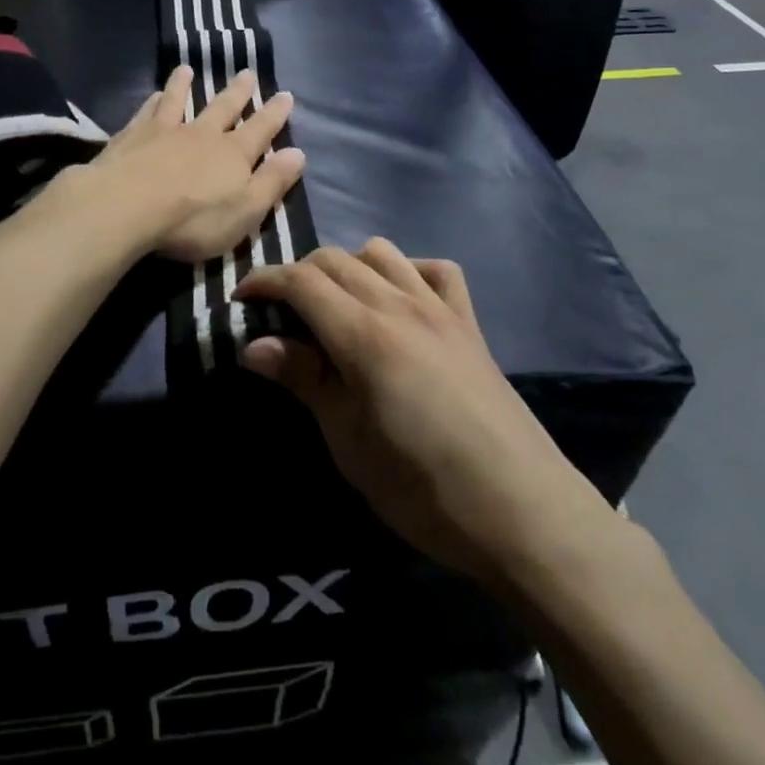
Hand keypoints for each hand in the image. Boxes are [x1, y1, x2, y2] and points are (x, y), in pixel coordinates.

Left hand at [85, 65, 305, 263]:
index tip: (285, 95)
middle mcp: (202, 134)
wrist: (126, 206)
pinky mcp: (132, 136)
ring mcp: (165, 131)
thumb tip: (298, 153)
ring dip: (185, 85)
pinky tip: (153, 94)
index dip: (275, 114)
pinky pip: (147, 112)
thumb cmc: (192, 219)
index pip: (261, 129)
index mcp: (233, 154)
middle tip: (247, 73)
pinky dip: (153, 101)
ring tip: (188, 69)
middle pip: (223, 108)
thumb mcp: (245, 211)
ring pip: (179, 101)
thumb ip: (271, 182)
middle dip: (238, 92)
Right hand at [237, 241, 617, 592]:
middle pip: (335, 259)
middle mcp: (400, 305)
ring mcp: (440, 309)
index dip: (264, 281)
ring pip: (382, 253)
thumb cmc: (422, 487)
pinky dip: (408, 272)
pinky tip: (400, 302)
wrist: (523, 511)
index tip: (241, 298)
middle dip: (298, 274)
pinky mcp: (470, 324)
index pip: (301, 281)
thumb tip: (252, 345)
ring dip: (349, 266)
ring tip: (336, 306)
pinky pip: (436, 271)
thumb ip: (303, 380)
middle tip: (280, 312)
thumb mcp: (348, 441)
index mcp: (363, 334)